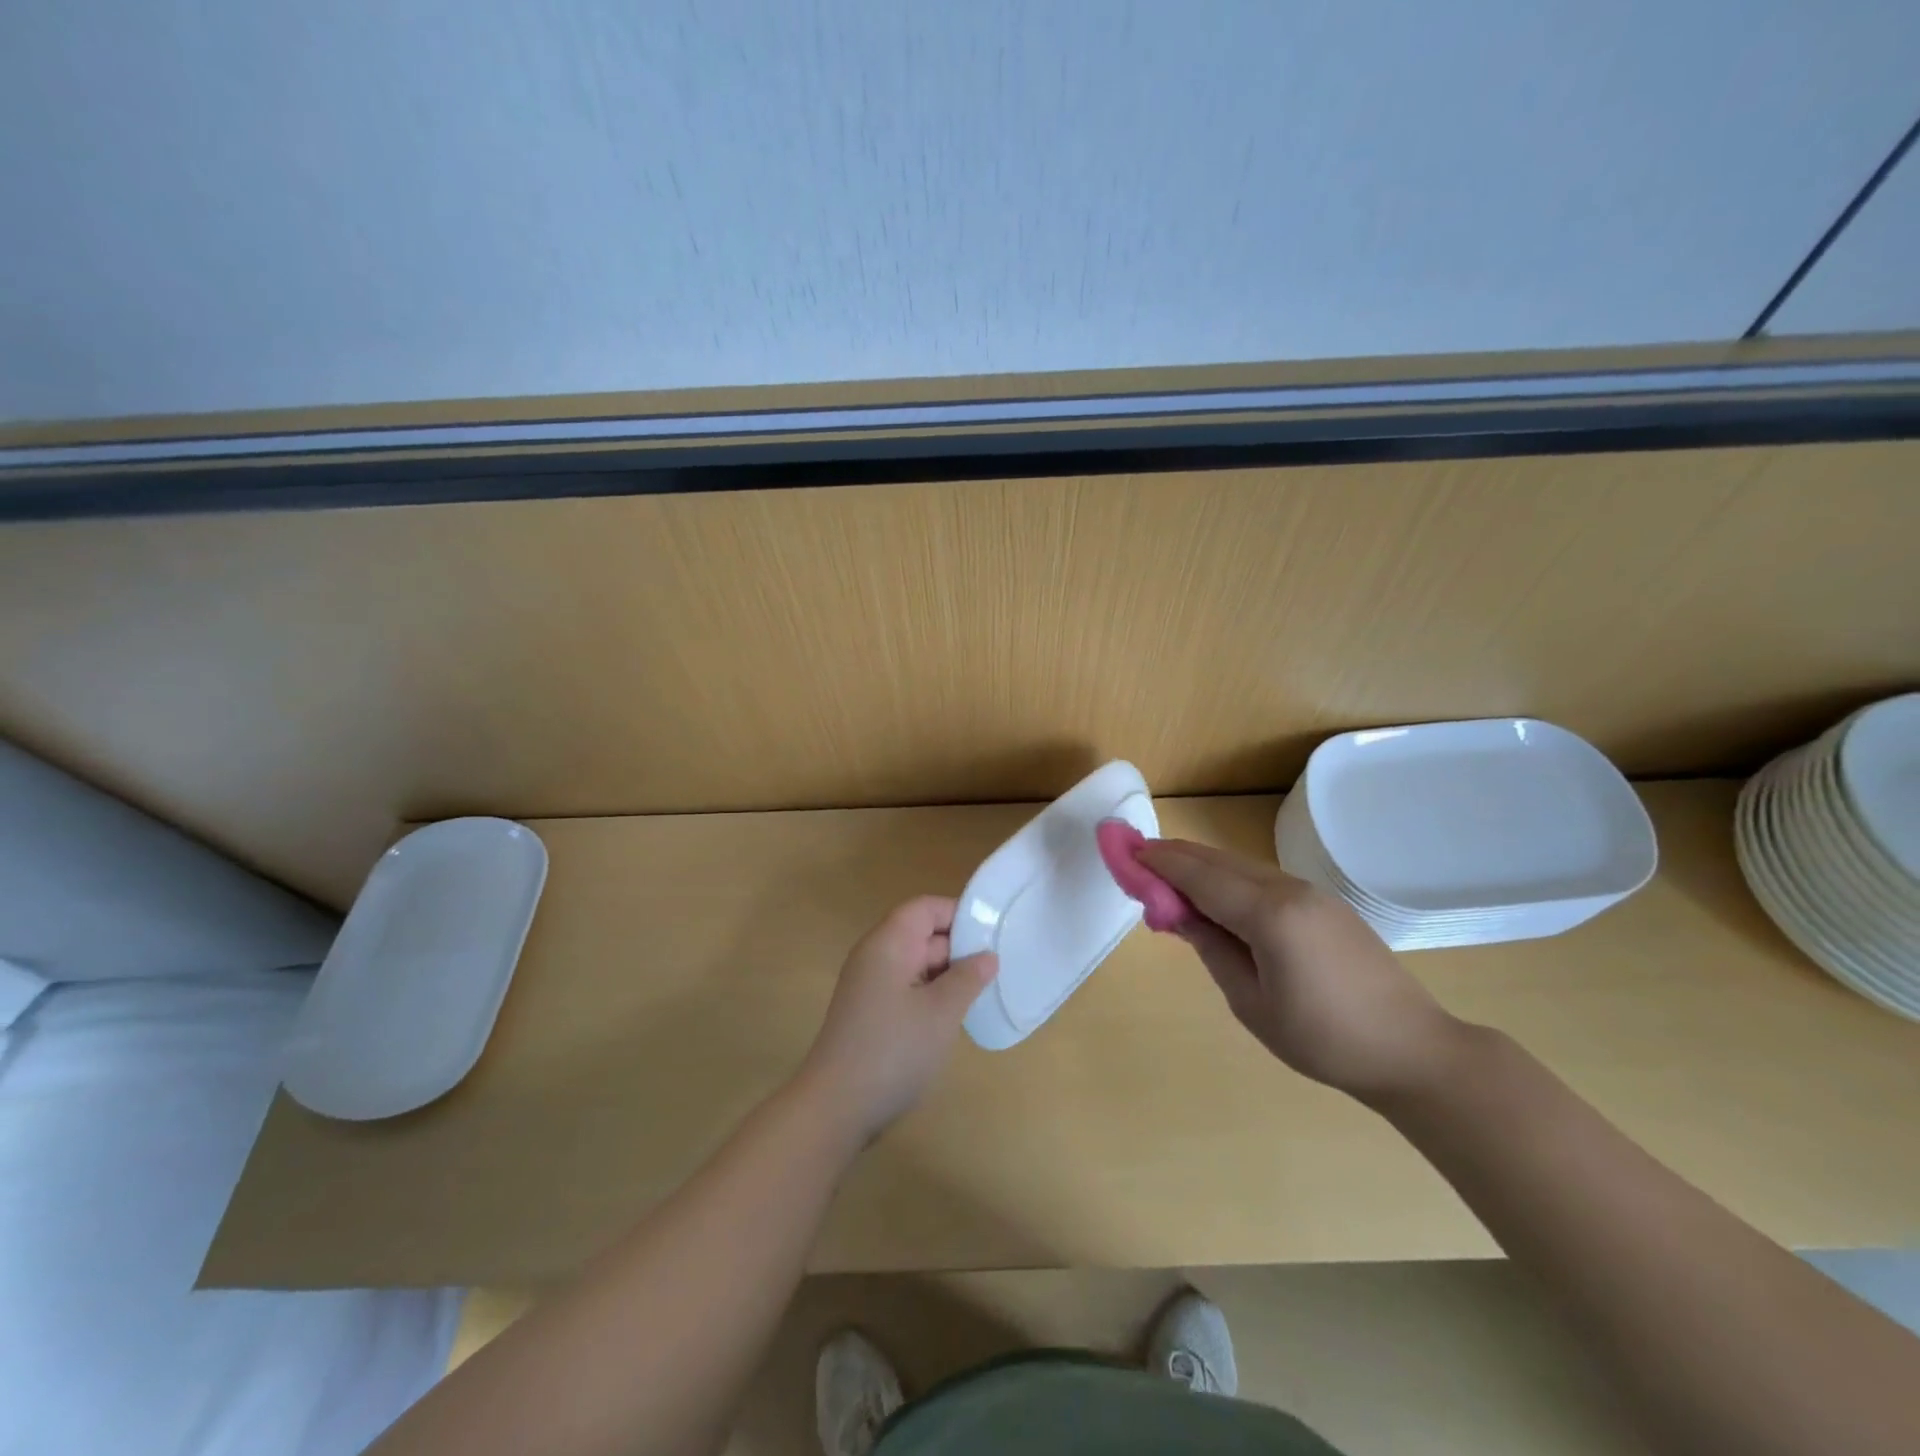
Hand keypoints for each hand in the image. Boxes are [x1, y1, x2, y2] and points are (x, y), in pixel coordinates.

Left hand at [798, 896, 997, 1143]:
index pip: (925, 908)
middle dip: (959, 947)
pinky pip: (908, 987)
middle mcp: (875, 955)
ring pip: (917, 963)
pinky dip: (932, 993)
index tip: (994, 933)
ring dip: (948, 974)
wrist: (835, 1108)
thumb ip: (968, 978)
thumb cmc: (893, 1051)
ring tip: (986, 990)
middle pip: (922, 933)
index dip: (959, 914)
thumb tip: (988, 955)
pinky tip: (956, 1015)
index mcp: (888, 943)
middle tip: (1001, 966)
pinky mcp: (870, 1012)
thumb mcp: (941, 1012)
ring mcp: (870, 985)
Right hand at [1136, 839, 1466, 1102]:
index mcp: (1269, 915)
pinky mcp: (1324, 904)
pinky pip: (1263, 880)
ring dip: (1202, 867)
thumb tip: (1179, 914)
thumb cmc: (1323, 1038)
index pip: (1200, 877)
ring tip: (1168, 877)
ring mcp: (1311, 893)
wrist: (1411, 1050)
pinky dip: (1229, 880)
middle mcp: (1288, 890)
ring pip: (1241, 867)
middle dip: (1176, 856)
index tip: (1126, 852)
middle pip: (1219, 862)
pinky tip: (1216, 895)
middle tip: (1138, 858)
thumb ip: (1211, 948)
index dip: (1160, 863)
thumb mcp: (1251, 1002)